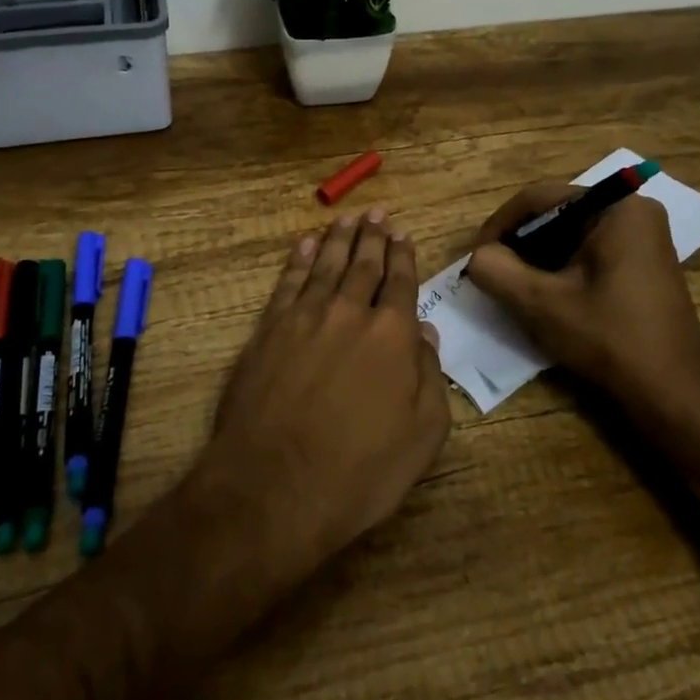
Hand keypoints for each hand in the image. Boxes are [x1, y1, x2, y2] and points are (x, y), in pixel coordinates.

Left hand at [201, 209, 450, 580]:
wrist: (274, 486)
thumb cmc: (359, 471)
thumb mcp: (422, 437)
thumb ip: (430, 378)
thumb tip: (427, 334)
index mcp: (392, 334)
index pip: (401, 283)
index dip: (403, 257)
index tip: (403, 234)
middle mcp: (349, 312)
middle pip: (363, 264)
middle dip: (373, 236)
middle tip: (377, 212)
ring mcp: (305, 317)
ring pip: (326, 265)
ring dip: (339, 239)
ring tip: (347, 218)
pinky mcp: (269, 329)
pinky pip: (288, 282)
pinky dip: (299, 260)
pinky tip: (306, 245)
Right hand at [464, 180, 699, 420]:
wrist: (675, 396)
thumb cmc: (610, 339)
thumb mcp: (541, 303)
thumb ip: (497, 270)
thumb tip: (478, 257)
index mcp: (616, 207)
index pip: (539, 198)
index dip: (500, 225)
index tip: (477, 257)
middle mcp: (633, 211)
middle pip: (556, 213)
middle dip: (519, 243)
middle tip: (492, 272)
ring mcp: (641, 237)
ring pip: (569, 234)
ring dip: (537, 257)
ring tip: (512, 286)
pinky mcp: (641, 262)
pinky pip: (588, 251)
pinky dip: (560, 268)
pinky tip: (544, 295)